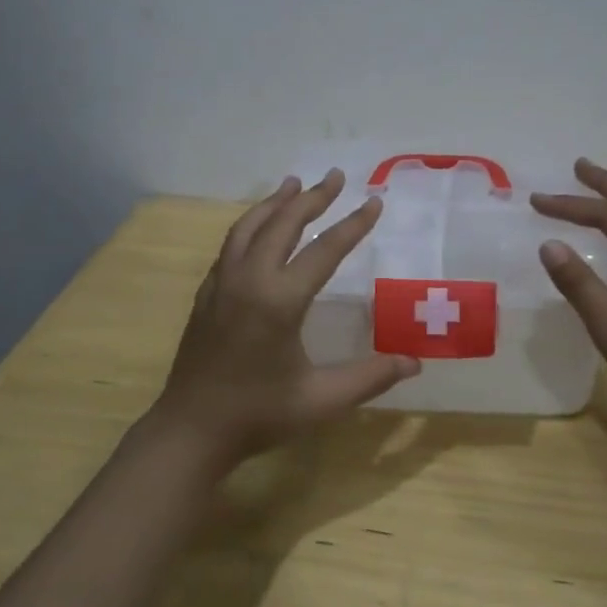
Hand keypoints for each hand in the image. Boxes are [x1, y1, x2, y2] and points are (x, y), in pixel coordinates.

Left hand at [146, 170, 418, 468]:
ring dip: (275, 203)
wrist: (191, 430)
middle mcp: (250, 280)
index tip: (374, 201)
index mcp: (280, 300)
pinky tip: (259, 227)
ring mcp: (222, 283)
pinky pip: (231, 245)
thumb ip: (370, 378)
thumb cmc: (259, 415)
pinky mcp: (207, 294)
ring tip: (295, 185)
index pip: (325, 250)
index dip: (353, 225)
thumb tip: (415, 364)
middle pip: (283, 224)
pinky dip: (250, 225)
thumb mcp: (322, 400)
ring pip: (250, 227)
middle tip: (335, 176)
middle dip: (313, 198)